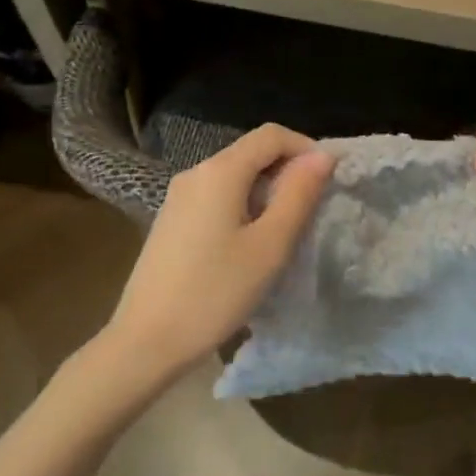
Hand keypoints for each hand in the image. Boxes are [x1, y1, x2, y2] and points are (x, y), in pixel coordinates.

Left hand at [101, 124, 334, 391]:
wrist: (146, 341)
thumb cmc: (215, 292)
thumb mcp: (270, 246)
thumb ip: (298, 195)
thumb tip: (322, 156)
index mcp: (220, 171)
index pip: (271, 134)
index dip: (306, 148)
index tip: (329, 181)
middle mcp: (196, 172)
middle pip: (251, 152)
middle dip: (288, 170)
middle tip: (312, 210)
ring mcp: (178, 196)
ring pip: (234, 175)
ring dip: (267, 190)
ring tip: (286, 230)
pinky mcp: (171, 220)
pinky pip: (216, 196)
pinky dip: (244, 205)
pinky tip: (249, 243)